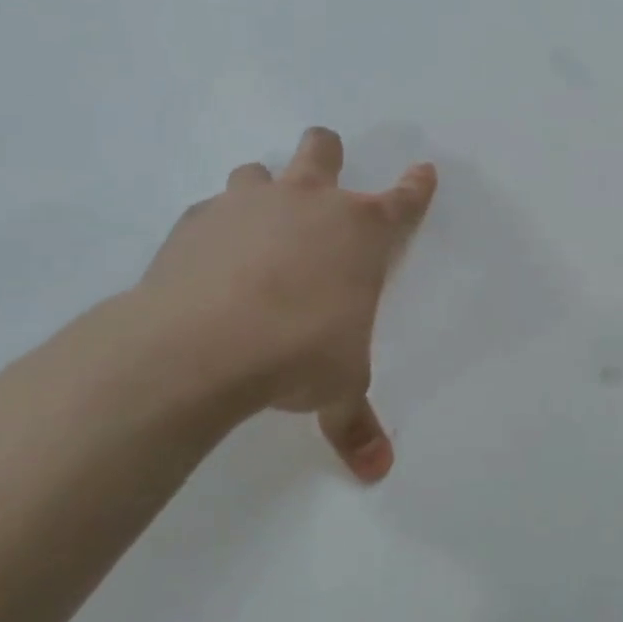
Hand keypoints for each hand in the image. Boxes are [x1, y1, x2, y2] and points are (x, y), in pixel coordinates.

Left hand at [137, 128, 436, 481]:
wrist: (204, 343)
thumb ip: (356, 423)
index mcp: (362, 233)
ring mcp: (251, 204)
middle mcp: (310, 203)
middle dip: (327, 153)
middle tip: (324, 173)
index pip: (405, 201)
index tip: (424, 172)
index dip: (418, 186)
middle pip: (323, 149)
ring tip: (258, 225)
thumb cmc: (299, 353)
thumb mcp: (339, 388)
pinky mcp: (198, 220)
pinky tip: (209, 261)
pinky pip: (212, 209)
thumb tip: (377, 472)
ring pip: (259, 170)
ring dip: (265, 189)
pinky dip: (217, 227)